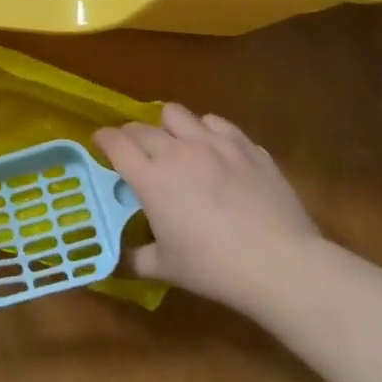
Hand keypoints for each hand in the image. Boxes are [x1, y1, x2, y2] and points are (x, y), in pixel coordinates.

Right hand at [94, 103, 320, 316]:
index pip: (114, 142)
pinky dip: (208, 131)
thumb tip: (117, 261)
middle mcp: (177, 151)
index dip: (102, 139)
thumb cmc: (214, 268)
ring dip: (169, 126)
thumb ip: (135, 258)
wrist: (281, 264)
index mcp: (150, 178)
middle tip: (135, 152)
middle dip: (131, 135)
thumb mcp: (166, 268)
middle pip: (141, 127)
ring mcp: (214, 144)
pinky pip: (218, 123)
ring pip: (177, 114)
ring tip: (176, 144)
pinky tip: (215, 150)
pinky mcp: (246, 146)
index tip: (100, 143)